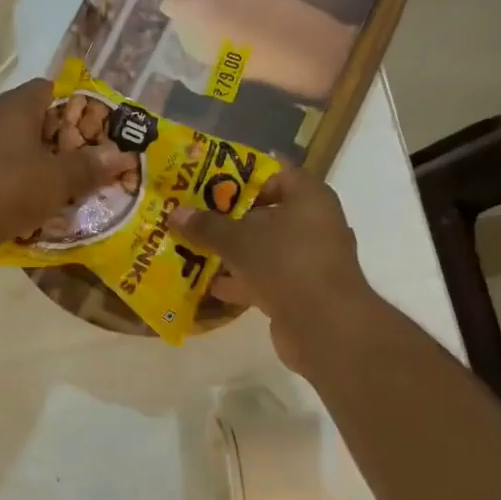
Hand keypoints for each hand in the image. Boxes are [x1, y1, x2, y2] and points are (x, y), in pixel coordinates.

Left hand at [0, 79, 136, 246]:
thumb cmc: (13, 189)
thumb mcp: (60, 180)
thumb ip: (89, 166)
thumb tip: (120, 155)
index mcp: (13, 106)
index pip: (45, 88)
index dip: (69, 105)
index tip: (85, 128)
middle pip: (25, 116)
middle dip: (49, 135)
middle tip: (72, 157)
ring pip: (5, 141)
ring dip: (25, 156)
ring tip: (47, 180)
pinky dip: (6, 174)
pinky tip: (18, 197)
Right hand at [169, 165, 376, 374]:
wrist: (325, 326)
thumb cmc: (285, 264)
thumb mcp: (238, 240)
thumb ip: (206, 226)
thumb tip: (175, 213)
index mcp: (308, 198)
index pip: (275, 173)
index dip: (242, 175)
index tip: (208, 182)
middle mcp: (314, 224)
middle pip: (265, 213)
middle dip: (228, 217)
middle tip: (193, 216)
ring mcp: (309, 260)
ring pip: (263, 248)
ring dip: (231, 252)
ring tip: (192, 250)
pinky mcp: (301, 291)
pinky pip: (265, 278)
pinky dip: (240, 281)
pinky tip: (208, 286)